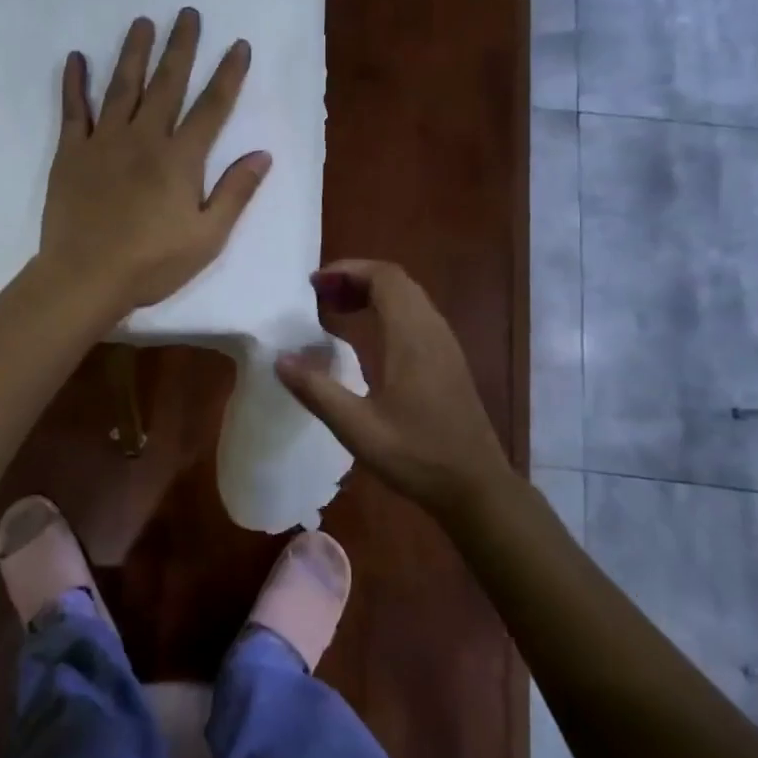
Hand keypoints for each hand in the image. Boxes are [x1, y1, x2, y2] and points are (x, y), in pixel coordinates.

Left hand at [39, 9, 270, 316]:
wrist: (86, 277)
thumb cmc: (152, 263)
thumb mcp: (207, 237)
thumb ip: (235, 192)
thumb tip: (262, 154)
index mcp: (180, 158)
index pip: (211, 107)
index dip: (228, 75)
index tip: (239, 45)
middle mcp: (144, 138)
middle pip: (167, 83)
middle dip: (181, 47)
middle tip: (188, 13)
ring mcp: (104, 141)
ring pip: (122, 86)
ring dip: (134, 52)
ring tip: (142, 22)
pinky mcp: (71, 152)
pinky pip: (73, 109)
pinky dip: (74, 82)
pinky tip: (76, 57)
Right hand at [275, 260, 511, 515]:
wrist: (476, 487)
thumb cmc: (417, 456)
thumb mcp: (357, 428)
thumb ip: (316, 391)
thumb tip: (280, 358)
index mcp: (411, 337)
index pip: (384, 277)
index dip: (347, 270)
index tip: (314, 284)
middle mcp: (432, 330)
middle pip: (395, 281)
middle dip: (355, 278)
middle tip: (319, 296)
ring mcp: (445, 345)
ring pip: (408, 297)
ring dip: (371, 293)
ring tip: (336, 311)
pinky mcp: (449, 361)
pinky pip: (416, 316)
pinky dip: (386, 311)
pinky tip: (366, 339)